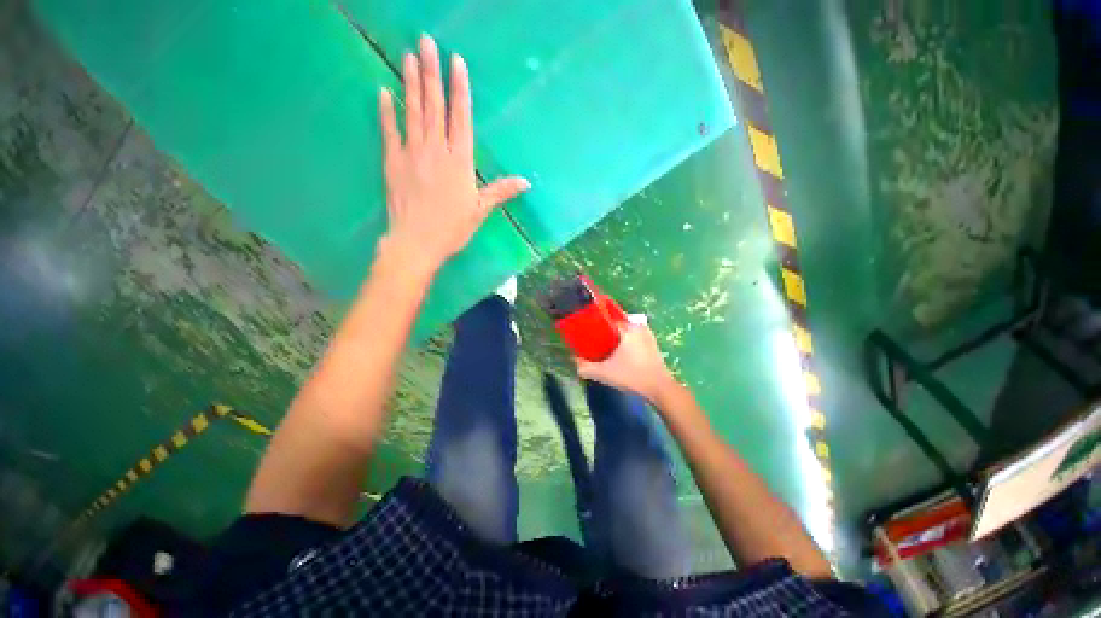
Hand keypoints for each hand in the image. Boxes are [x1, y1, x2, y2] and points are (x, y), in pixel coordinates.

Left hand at [377, 35, 528, 271]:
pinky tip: (383, 92)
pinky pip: (389, 131)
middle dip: (431, 72)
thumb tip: (526, 182)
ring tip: (409, 56)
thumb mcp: (480, 210)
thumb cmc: (452, 228)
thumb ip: (500, 191)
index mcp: (459, 161)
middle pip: (434, 106)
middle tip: (427, 42)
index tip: (456, 62)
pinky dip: (386, 111)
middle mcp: (435, 150)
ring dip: (410, 83)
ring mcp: (411, 153)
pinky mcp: (393, 162)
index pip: (460, 117)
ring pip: (412, 112)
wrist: (416, 242)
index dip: (458, 89)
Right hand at [576, 316, 678, 403]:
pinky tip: (619, 353)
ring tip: (604, 347)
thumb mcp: (604, 373)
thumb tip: (573, 361)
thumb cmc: (632, 376)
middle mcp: (638, 326)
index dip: (595, 322)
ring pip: (625, 330)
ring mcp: (648, 334)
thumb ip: (585, 367)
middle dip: (604, 330)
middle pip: (616, 322)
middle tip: (594, 341)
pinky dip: (625, 341)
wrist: (659, 388)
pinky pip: (634, 336)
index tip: (586, 330)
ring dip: (615, 336)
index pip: (607, 316)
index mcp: (628, 328)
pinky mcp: (652, 343)